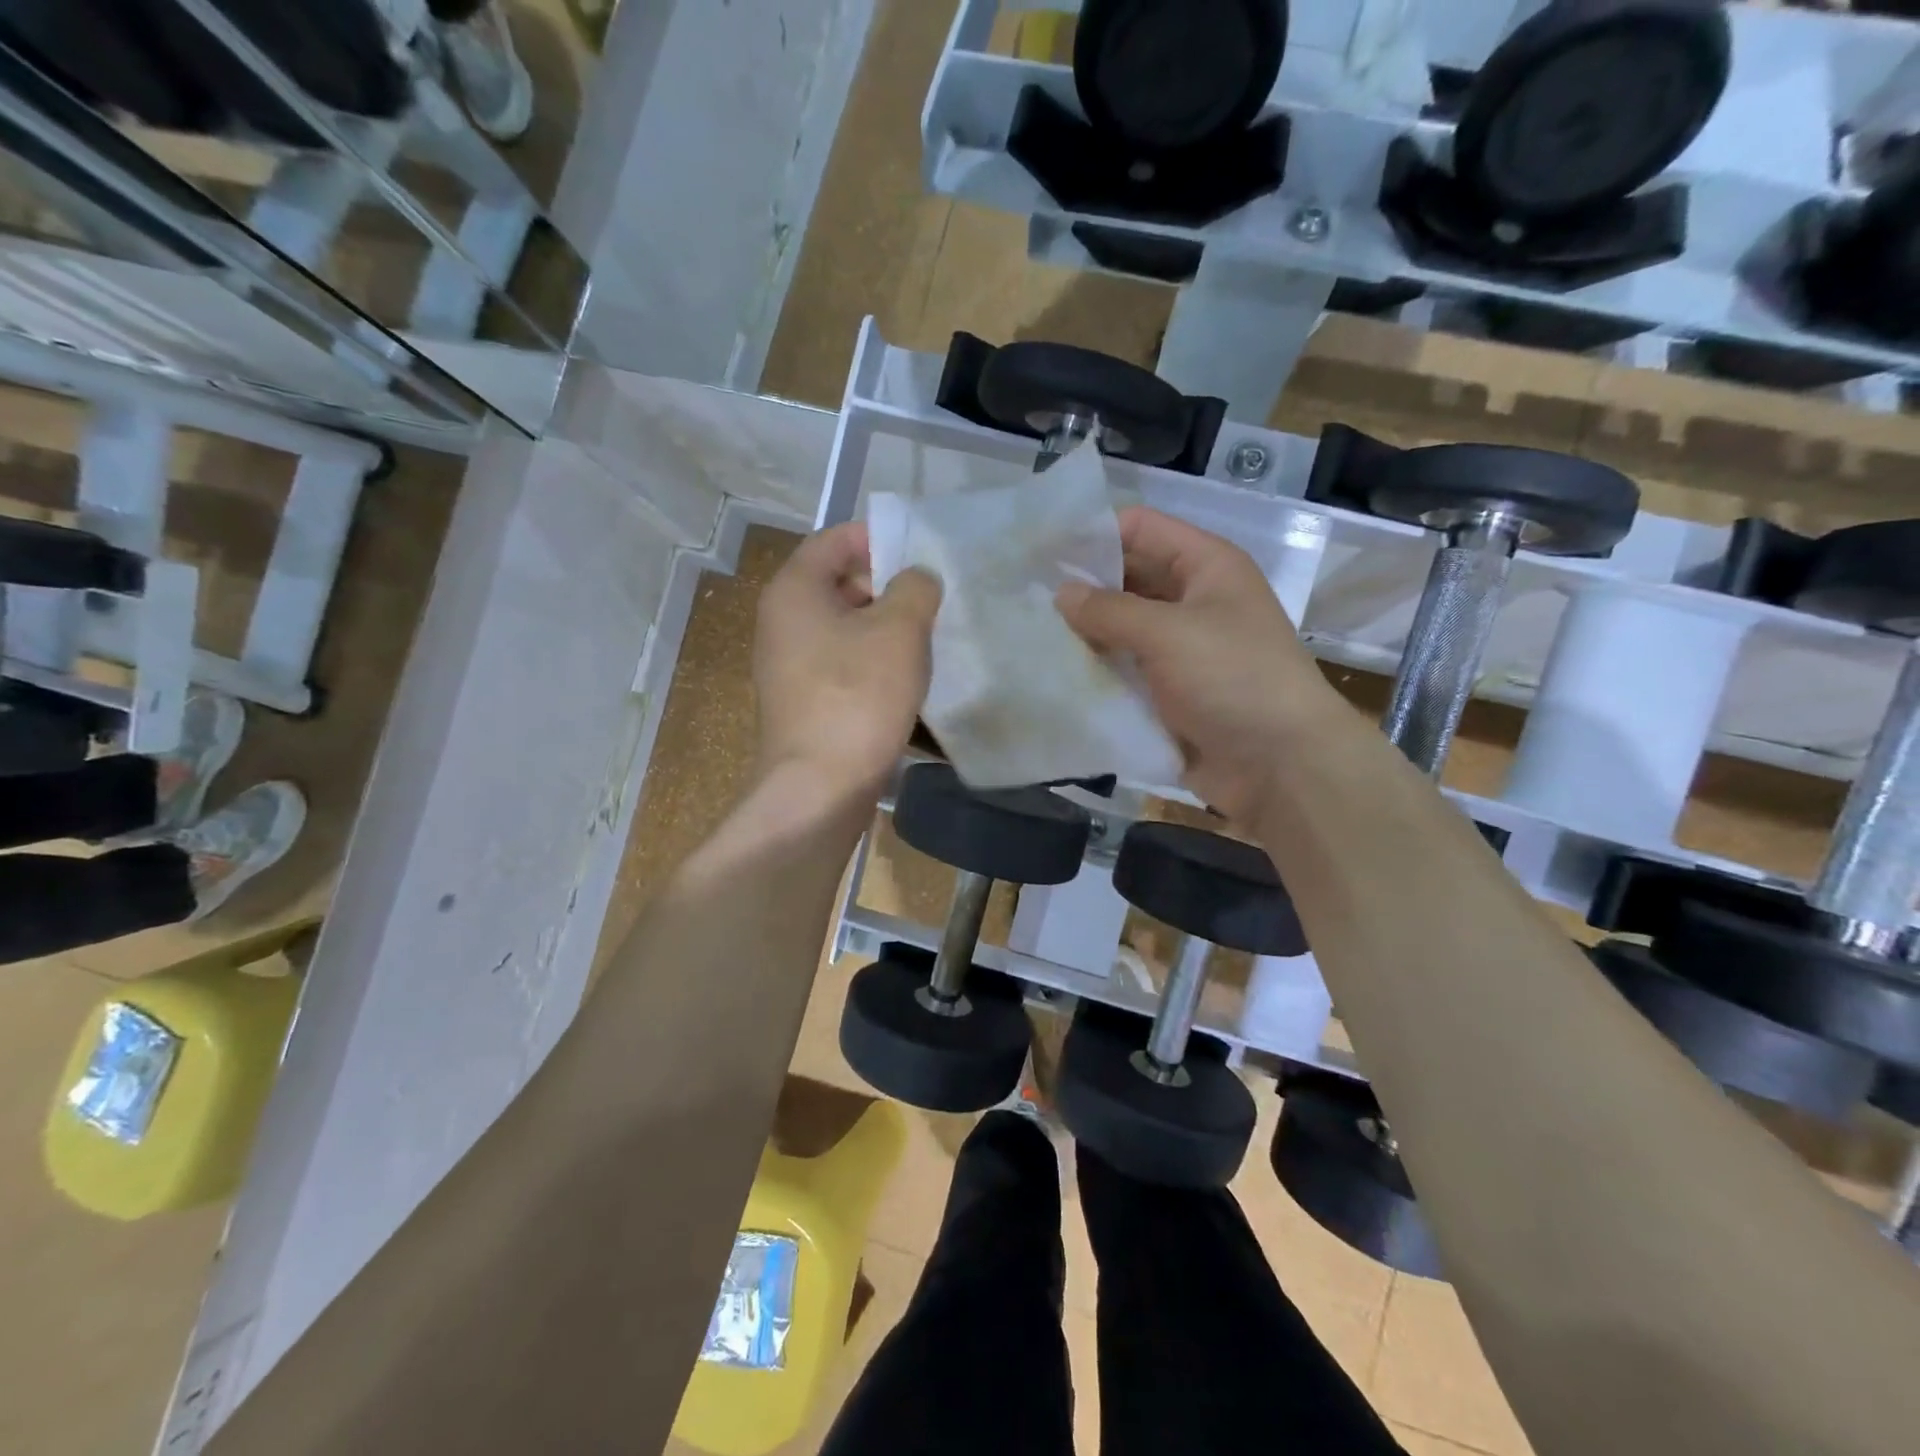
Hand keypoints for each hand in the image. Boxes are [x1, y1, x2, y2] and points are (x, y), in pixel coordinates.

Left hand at [753, 522, 940, 806]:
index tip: (922, 554)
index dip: (879, 538)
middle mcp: (783, 621)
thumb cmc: (857, 696)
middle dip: (889, 586)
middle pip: (840, 583)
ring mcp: (790, 665)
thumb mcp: (899, 629)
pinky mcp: (805, 701)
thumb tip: (916, 579)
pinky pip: (843, 664)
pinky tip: (909, 679)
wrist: (820, 787)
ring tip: (930, 638)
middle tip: (933, 599)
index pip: (835, 539)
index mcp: (794, 590)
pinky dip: (874, 662)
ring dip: (886, 628)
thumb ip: (915, 587)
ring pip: (846, 627)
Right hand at [1056, 507, 1348, 823]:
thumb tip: (1061, 593)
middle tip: (1022, 596)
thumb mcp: (1168, 633)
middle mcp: (1192, 600)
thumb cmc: (1232, 678)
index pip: (1139, 528)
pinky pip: (1124, 670)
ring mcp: (1180, 649)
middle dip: (1080, 586)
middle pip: (1127, 578)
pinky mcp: (1168, 692)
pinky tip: (1052, 672)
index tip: (1038, 550)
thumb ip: (1109, 610)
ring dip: (1083, 632)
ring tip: (1028, 633)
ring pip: (1121, 628)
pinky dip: (1095, 670)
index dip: (1091, 533)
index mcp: (1205, 567)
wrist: (1280, 765)